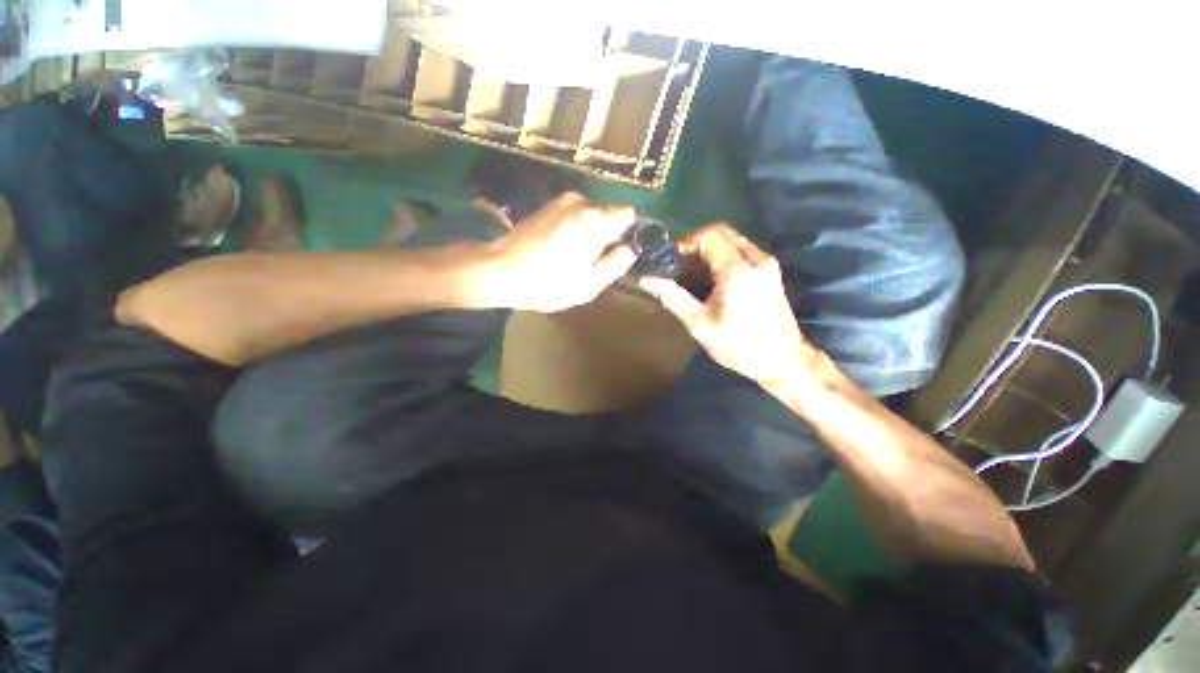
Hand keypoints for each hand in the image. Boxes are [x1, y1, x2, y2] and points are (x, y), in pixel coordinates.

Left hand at [484, 192, 636, 311]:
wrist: (499, 270)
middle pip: (608, 215)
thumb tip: (630, 248)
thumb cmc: (548, 282)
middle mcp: (581, 201)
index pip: (628, 214)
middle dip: (605, 235)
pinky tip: (557, 249)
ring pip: (590, 216)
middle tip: (589, 261)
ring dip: (588, 233)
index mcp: (595, 219)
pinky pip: (573, 216)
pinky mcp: (547, 206)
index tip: (614, 252)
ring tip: (571, 258)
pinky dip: (573, 230)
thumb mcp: (590, 284)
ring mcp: (561, 201)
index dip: (626, 234)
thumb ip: (617, 263)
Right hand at [639, 224, 814, 386]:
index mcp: (738, 270)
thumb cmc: (738, 345)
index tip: (671, 261)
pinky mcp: (770, 273)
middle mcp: (756, 259)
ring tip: (692, 276)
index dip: (686, 242)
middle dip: (697, 244)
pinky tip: (712, 282)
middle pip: (722, 232)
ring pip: (733, 241)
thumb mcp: (699, 324)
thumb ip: (672, 297)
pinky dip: (723, 258)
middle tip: (680, 266)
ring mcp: (767, 265)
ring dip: (710, 251)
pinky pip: (743, 252)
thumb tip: (646, 279)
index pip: (709, 235)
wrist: (782, 361)